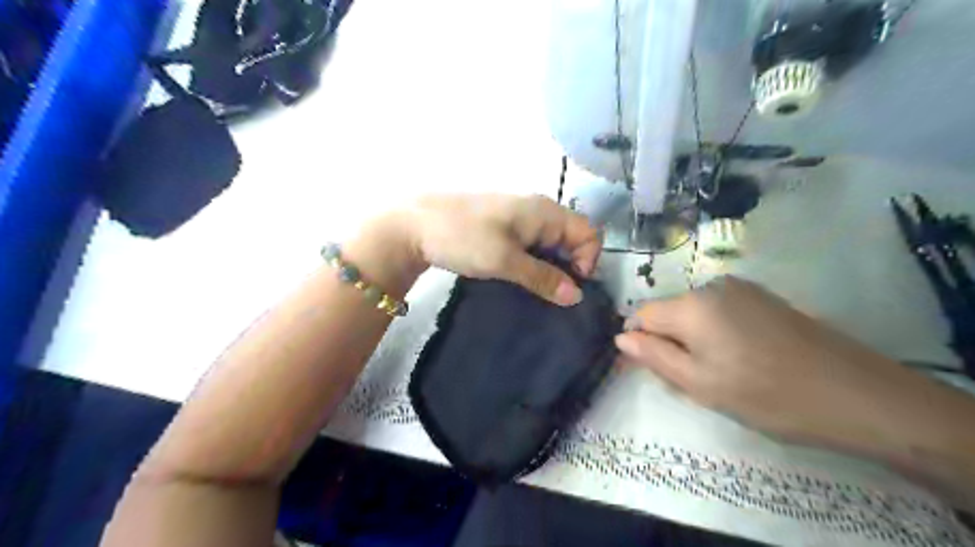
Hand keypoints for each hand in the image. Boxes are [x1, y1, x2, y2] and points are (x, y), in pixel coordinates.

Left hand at [387, 193, 601, 305]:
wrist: (414, 225)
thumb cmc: (463, 238)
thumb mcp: (505, 261)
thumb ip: (543, 277)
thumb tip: (577, 296)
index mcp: (545, 211)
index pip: (589, 233)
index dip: (587, 260)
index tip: (568, 287)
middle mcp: (538, 211)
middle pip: (572, 239)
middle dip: (569, 267)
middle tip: (551, 293)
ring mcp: (520, 218)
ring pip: (551, 244)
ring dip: (550, 268)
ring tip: (535, 290)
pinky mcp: (504, 228)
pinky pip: (532, 246)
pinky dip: (533, 263)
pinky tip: (520, 279)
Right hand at [617, 276, 964, 455]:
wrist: (856, 394)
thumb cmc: (766, 394)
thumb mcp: (699, 384)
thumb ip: (653, 356)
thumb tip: (621, 336)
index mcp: (691, 305)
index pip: (642, 314)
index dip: (639, 341)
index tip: (650, 369)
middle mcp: (711, 286)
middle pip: (669, 312)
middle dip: (669, 342)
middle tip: (692, 381)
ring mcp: (741, 288)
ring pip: (694, 313)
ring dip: (694, 340)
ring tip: (719, 373)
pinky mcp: (763, 297)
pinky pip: (720, 311)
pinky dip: (717, 333)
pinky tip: (742, 358)